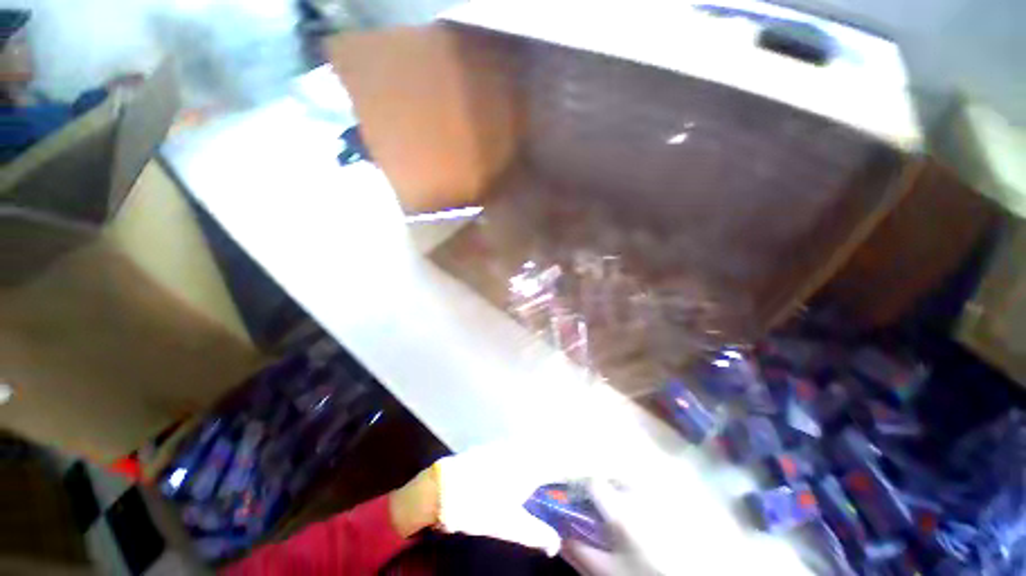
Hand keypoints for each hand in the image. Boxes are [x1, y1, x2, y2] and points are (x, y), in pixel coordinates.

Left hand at [429, 438, 599, 555]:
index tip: (598, 459)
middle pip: (553, 445)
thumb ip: (536, 533)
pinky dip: (537, 445)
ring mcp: (509, 444)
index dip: (580, 459)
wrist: (443, 487)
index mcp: (529, 466)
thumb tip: (556, 546)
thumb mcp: (508, 524)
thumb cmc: (477, 505)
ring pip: (538, 442)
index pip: (562, 460)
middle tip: (588, 455)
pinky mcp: (498, 444)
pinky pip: (525, 442)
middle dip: (571, 449)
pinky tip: (540, 452)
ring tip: (570, 451)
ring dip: (554, 445)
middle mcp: (523, 449)